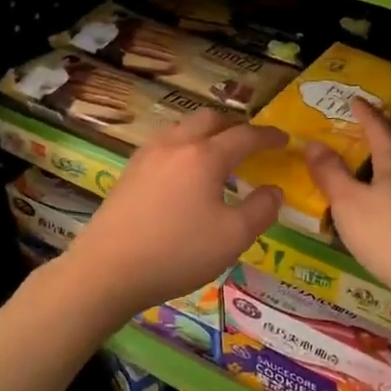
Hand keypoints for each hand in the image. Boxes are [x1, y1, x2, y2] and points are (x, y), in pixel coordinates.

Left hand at [62, 109, 284, 317]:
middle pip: (209, 119)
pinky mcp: (129, 172)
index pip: (244, 136)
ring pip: (182, 128)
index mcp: (205, 156)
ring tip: (218, 153)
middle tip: (250, 141)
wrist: (106, 270)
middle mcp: (175, 145)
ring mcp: (147, 156)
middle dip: (234, 125)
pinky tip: (184, 172)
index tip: (284, 139)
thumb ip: (261, 210)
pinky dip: (184, 146)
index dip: (268, 136)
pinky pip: (164, 145)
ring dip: (206, 132)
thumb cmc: (177, 253)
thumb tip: (274, 190)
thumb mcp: (233, 238)